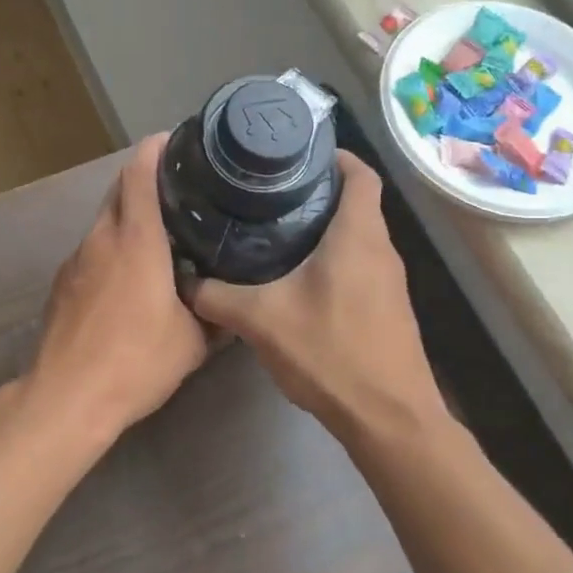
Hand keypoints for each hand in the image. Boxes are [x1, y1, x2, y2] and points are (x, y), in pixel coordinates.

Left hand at [24, 134, 210, 439]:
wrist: (66, 397)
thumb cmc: (135, 362)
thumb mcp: (192, 342)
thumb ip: (214, 315)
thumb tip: (231, 305)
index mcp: (135, 240)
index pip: (139, 173)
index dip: (155, 149)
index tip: (176, 140)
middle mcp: (101, 239)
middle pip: (119, 190)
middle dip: (145, 179)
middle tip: (181, 188)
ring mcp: (76, 260)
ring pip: (104, 221)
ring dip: (129, 217)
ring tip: (161, 233)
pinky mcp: (62, 283)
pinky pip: (92, 251)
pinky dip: (112, 247)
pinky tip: (129, 276)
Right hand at [191, 152, 444, 444]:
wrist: (388, 418)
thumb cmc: (331, 353)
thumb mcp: (261, 321)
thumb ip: (216, 296)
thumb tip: (182, 279)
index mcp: (358, 235)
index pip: (361, 173)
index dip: (334, 155)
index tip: (295, 154)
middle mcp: (381, 249)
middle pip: (356, 201)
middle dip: (317, 191)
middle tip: (269, 192)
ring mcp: (390, 280)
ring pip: (357, 235)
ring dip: (324, 226)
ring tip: (275, 229)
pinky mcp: (387, 306)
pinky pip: (360, 264)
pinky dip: (333, 258)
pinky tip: (297, 278)